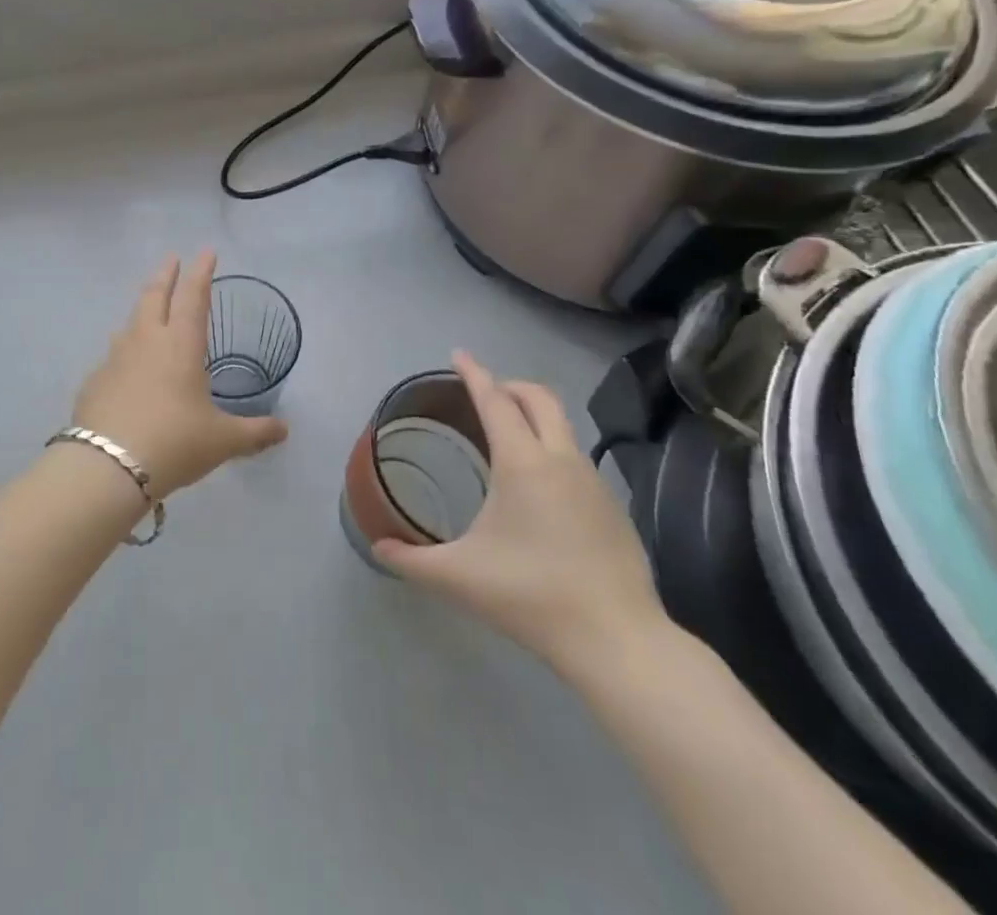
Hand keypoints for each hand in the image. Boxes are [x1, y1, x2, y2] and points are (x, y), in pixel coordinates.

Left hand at [72, 251, 288, 499]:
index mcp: (181, 345)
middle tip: (172, 258)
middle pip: (155, 295)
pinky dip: (124, 350)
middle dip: (166, 274)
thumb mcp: (222, 441)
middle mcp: (146, 341)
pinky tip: (126, 367)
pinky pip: (113, 355)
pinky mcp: (94, 380)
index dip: (201, 272)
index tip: (205, 251)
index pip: (193, 296)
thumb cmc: (174, 443)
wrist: (107, 467)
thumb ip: (254, 433)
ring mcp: (115, 358)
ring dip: (142, 307)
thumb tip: (284, 431)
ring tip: (149, 308)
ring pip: (130, 321)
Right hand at [374, 351, 668, 683]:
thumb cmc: (531, 595)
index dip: (474, 374)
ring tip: (508, 438)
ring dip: (534, 417)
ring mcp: (593, 483)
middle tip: (484, 393)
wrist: (618, 641)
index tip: (459, 354)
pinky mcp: (613, 508)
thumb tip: (377, 548)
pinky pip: (576, 460)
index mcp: (522, 463)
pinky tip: (540, 490)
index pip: (494, 401)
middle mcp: (561, 460)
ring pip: (562, 427)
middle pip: (538, 398)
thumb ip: (412, 561)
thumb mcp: (460, 578)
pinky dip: (552, 451)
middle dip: (509, 385)